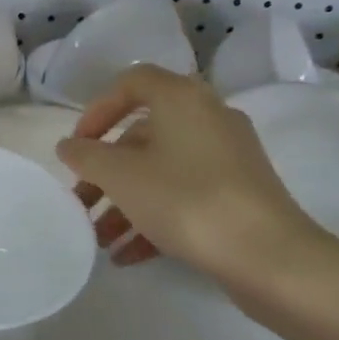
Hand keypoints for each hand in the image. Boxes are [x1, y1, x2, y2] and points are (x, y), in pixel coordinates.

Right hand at [55, 66, 332, 281]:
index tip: (78, 146)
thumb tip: (69, 146)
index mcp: (181, 98)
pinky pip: (185, 195)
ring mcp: (227, 157)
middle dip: (106, 172)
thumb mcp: (122, 177)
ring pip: (162, 170)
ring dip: (125, 203)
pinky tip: (127, 256)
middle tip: (81, 202)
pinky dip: (154, 217)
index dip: (97, 110)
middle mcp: (208, 117)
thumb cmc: (186, 201)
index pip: (131, 82)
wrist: (269, 257)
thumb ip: (87, 157)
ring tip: (99, 240)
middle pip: (143, 136)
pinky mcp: (239, 193)